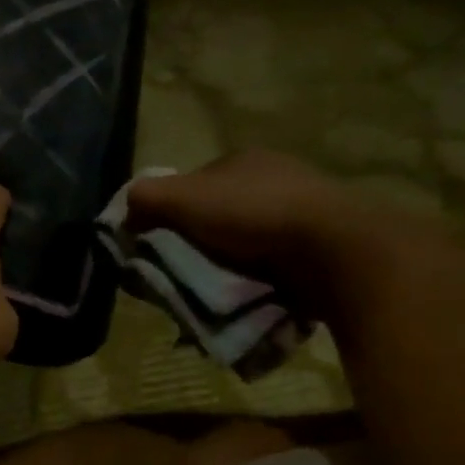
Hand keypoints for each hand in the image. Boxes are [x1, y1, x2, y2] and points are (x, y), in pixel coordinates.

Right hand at [126, 151, 435, 314]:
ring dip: (232, 271)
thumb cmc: (255, 215)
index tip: (160, 245)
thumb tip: (123, 213)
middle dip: (201, 246)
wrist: (340, 254)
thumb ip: (145, 199)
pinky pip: (281, 270)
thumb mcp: (182, 199)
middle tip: (186, 276)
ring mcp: (308, 216)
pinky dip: (264, 286)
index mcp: (244, 161)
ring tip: (218, 298)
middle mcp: (277, 180)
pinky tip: (255, 302)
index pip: (194, 186)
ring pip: (250, 246)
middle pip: (221, 217)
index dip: (172, 214)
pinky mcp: (329, 251)